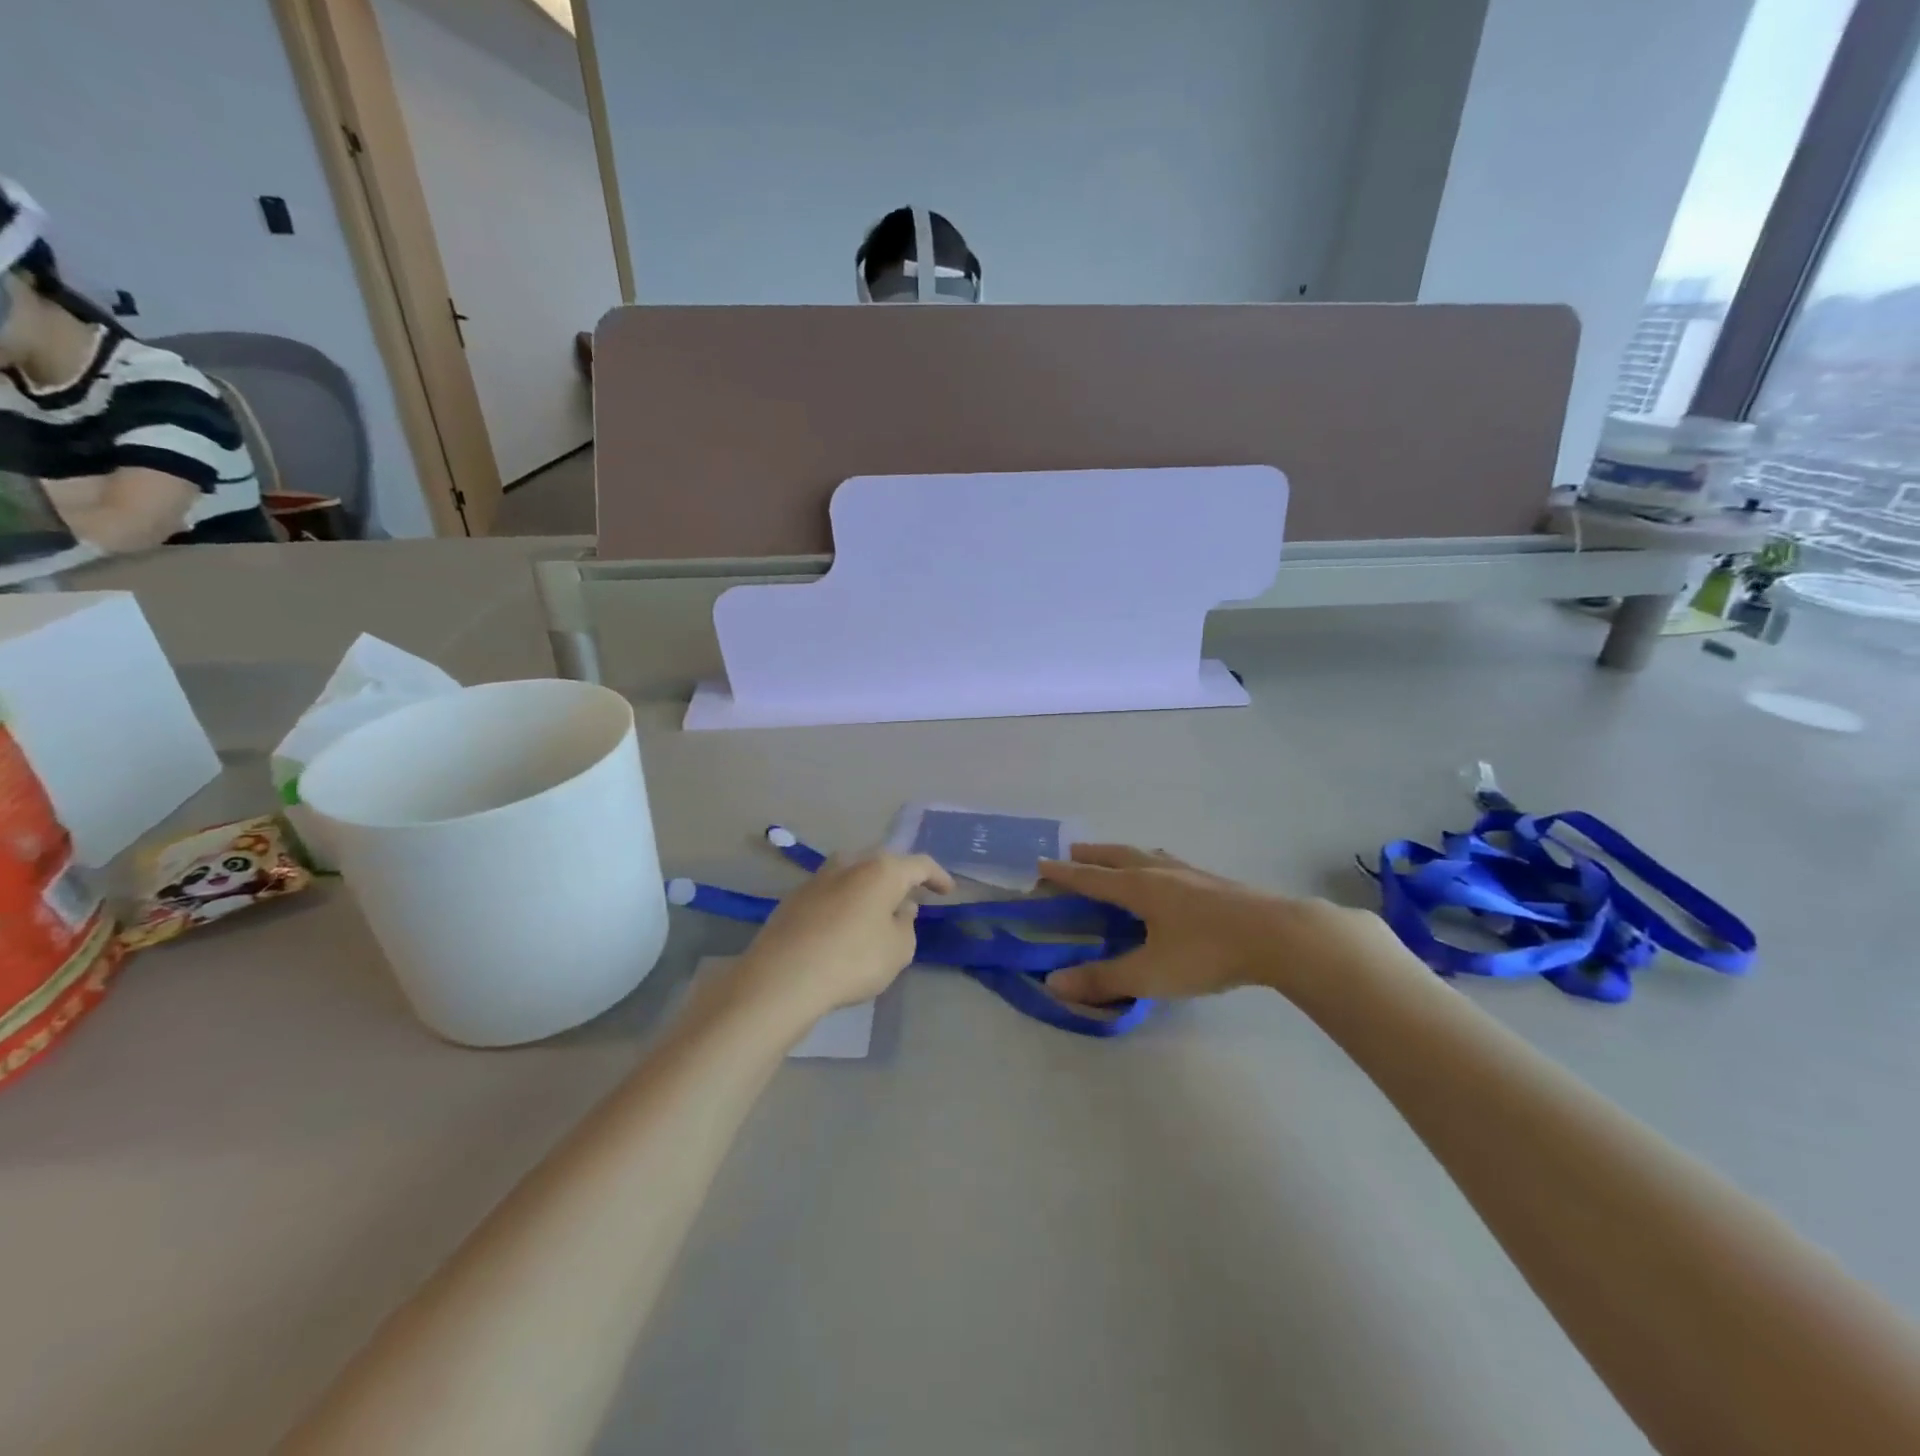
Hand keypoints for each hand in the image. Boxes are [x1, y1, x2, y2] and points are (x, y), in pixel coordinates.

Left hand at [727, 852, 953, 1030]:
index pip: (920, 864)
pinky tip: (845, 925)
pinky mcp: (795, 897)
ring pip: (853, 874)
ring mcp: (818, 878)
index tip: (947, 891)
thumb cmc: (853, 960)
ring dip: (869, 888)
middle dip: (900, 878)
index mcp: (882, 870)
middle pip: (883, 863)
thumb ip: (906, 925)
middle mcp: (850, 863)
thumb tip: (901, 908)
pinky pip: (831, 893)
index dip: (937, 876)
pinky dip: (845, 903)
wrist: (784, 976)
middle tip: (912, 896)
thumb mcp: (898, 950)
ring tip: (877, 909)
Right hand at [1037, 844, 1403, 1004]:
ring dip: (1125, 854)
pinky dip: (1155, 863)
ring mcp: (1192, 874)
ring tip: (1118, 857)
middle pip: (1119, 856)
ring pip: (1149, 855)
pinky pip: (1172, 864)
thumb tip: (1054, 983)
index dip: (1064, 873)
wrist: (1279, 936)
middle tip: (1073, 851)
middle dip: (1093, 855)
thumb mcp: (1150, 973)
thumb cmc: (1207, 952)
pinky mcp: (1217, 884)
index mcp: (1140, 887)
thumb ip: (1103, 979)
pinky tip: (1170, 876)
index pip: (1091, 878)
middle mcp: (1161, 872)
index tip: (1041, 863)